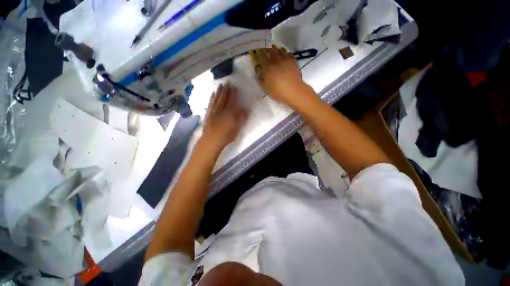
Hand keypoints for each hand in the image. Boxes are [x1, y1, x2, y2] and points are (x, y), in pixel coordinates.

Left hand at [202, 83, 247, 147]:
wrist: (211, 141)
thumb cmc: (226, 136)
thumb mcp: (237, 128)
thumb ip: (242, 118)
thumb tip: (247, 109)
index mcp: (229, 113)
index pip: (232, 101)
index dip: (233, 93)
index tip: (234, 86)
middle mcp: (221, 109)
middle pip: (223, 98)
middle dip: (226, 89)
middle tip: (227, 82)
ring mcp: (213, 111)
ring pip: (216, 99)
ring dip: (218, 91)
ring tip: (220, 85)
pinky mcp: (208, 114)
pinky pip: (210, 104)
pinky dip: (211, 98)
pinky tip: (212, 94)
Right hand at [251, 45, 311, 105]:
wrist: (294, 91)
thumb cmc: (279, 92)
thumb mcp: (266, 89)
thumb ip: (261, 80)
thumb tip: (258, 72)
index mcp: (268, 67)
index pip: (261, 57)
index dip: (258, 55)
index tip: (257, 56)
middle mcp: (276, 60)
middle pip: (271, 50)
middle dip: (267, 51)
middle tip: (266, 54)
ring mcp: (286, 59)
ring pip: (280, 49)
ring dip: (277, 51)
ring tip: (276, 55)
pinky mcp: (294, 61)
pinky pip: (289, 53)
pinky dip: (286, 54)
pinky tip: (285, 59)